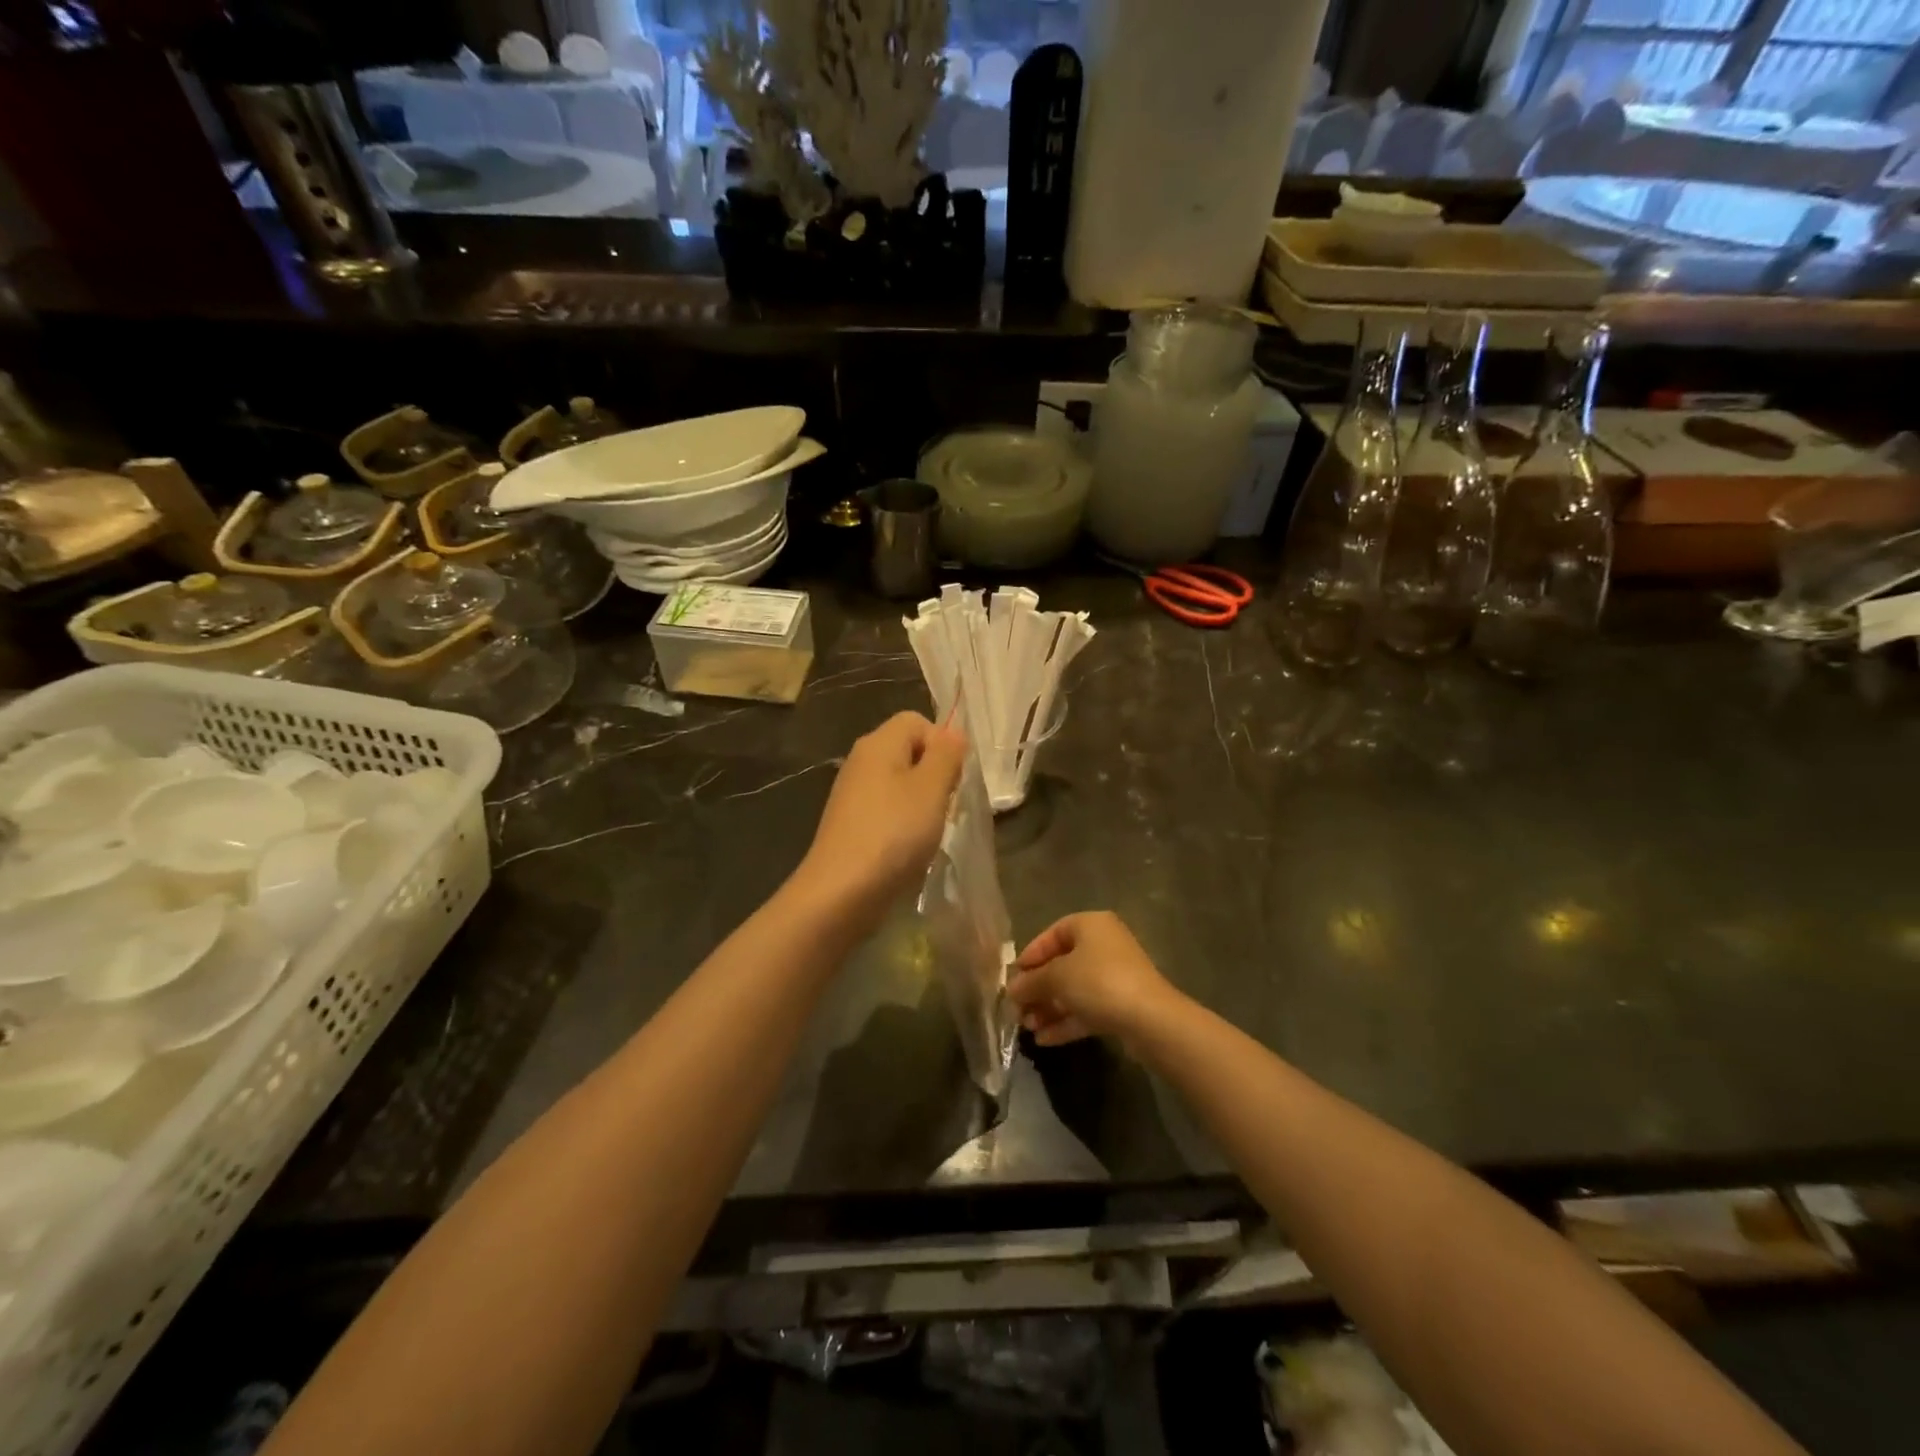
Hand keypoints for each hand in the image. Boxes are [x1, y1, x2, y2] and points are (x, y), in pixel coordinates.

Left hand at [796, 711, 965, 922]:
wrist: (841, 891)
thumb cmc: (893, 833)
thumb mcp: (932, 788)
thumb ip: (947, 755)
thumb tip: (953, 734)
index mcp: (878, 743)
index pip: (917, 721)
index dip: (942, 743)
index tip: (952, 778)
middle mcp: (861, 761)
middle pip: (908, 751)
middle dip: (935, 775)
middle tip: (944, 806)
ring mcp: (852, 794)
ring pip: (900, 783)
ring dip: (922, 803)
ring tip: (928, 830)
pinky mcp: (851, 824)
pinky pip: (886, 810)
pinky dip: (903, 824)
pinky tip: (909, 848)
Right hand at [1006, 911, 1181, 1046]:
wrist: (1150, 1020)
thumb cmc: (1098, 982)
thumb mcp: (1057, 977)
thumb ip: (1031, 981)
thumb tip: (1012, 989)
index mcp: (1090, 926)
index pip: (1052, 934)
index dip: (1030, 956)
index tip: (1013, 978)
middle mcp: (1104, 945)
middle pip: (1062, 965)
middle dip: (1037, 989)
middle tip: (1017, 1010)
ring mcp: (1114, 976)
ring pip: (1073, 990)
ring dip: (1049, 1008)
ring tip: (1027, 1028)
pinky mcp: (1121, 1005)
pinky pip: (1087, 1009)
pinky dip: (1066, 1021)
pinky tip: (1044, 1040)